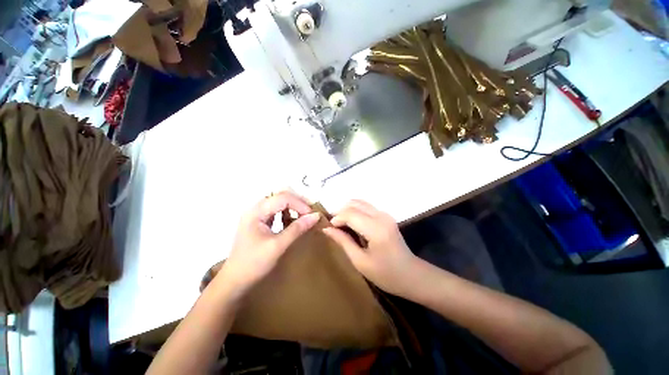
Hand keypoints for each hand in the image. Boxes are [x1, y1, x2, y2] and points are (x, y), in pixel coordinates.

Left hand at [219, 192, 319, 297]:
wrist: (235, 281)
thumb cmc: (254, 264)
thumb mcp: (278, 246)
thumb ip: (297, 229)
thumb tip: (315, 216)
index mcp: (256, 212)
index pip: (282, 198)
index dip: (299, 204)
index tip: (312, 214)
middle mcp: (255, 208)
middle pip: (280, 195)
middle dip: (297, 202)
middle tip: (310, 212)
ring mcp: (257, 214)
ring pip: (279, 201)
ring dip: (293, 206)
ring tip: (304, 214)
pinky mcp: (259, 221)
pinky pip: (276, 210)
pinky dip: (287, 212)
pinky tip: (293, 220)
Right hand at [322, 200, 423, 297]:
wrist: (412, 275)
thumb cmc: (385, 274)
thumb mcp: (360, 261)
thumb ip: (343, 241)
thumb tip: (327, 229)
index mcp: (375, 229)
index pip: (350, 214)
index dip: (336, 218)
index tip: (329, 228)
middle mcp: (381, 216)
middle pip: (354, 204)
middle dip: (340, 212)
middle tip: (333, 226)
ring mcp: (385, 214)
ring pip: (360, 202)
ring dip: (348, 210)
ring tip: (340, 224)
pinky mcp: (386, 216)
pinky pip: (366, 207)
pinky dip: (355, 211)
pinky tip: (352, 223)